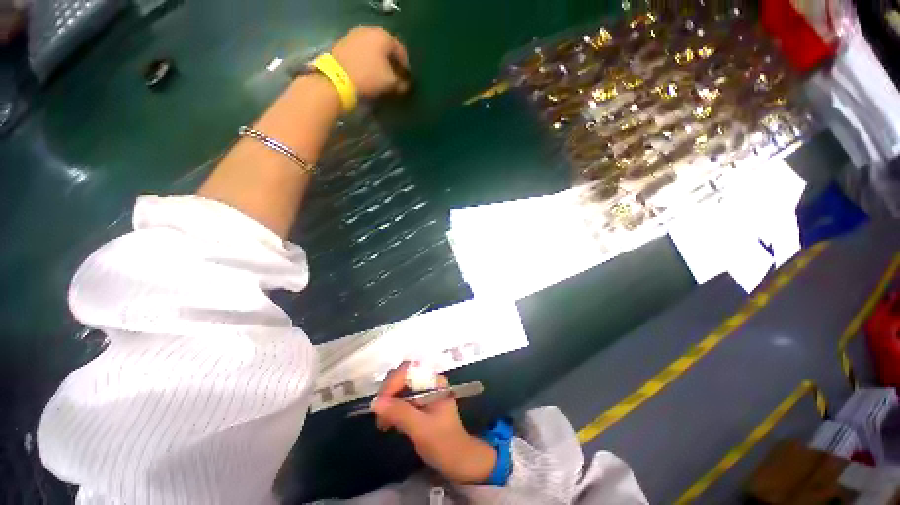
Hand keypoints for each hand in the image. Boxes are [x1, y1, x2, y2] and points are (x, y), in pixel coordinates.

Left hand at [331, 26, 409, 97]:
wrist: (337, 78)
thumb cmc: (369, 77)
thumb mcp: (390, 83)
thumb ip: (402, 83)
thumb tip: (405, 85)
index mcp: (384, 36)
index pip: (401, 52)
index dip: (405, 68)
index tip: (405, 81)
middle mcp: (369, 30)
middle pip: (386, 48)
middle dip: (391, 63)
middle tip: (392, 78)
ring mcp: (354, 34)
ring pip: (373, 50)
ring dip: (378, 62)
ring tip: (379, 77)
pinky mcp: (343, 43)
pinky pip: (361, 52)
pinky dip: (366, 61)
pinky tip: (366, 73)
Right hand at [371, 362, 497, 483]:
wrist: (459, 461)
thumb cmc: (444, 443)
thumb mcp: (421, 429)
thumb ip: (399, 413)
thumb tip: (375, 402)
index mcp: (434, 381)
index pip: (408, 370)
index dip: (392, 382)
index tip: (380, 403)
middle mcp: (429, 381)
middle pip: (402, 376)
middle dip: (388, 392)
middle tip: (379, 414)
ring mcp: (424, 392)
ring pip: (399, 387)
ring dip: (388, 402)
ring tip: (382, 423)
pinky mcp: (419, 403)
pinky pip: (400, 398)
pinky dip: (392, 409)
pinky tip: (388, 423)